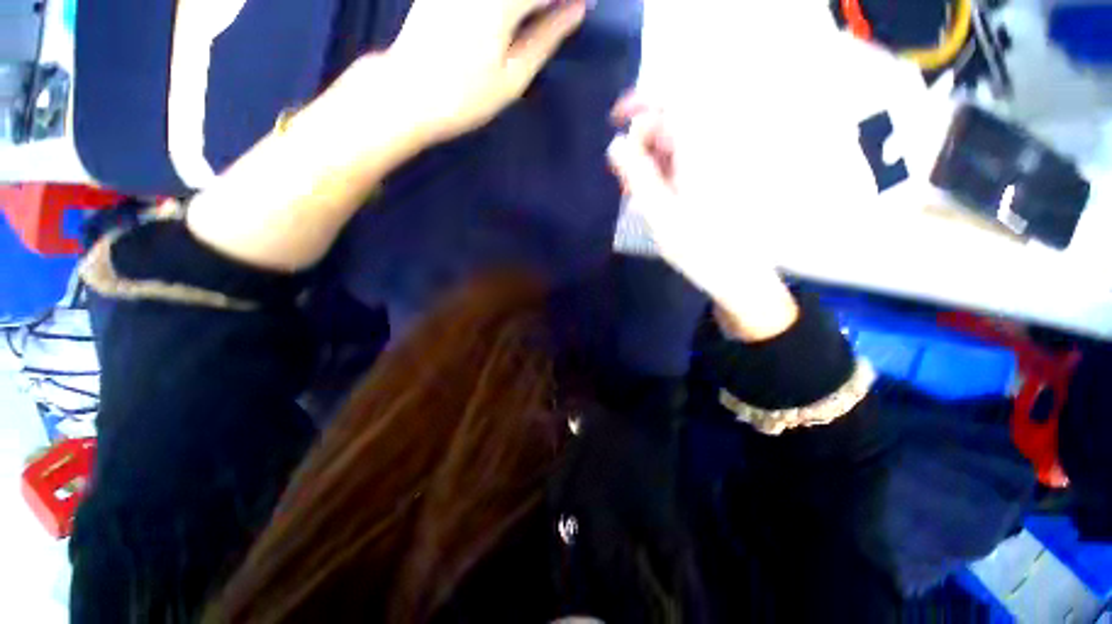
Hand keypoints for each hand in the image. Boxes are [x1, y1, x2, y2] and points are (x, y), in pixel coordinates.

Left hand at [382, 0, 586, 143]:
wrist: (409, 94)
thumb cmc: (466, 97)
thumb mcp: (513, 76)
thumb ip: (546, 38)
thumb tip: (576, 11)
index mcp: (501, 3)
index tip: (584, 5)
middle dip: (550, 0)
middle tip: (563, 12)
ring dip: (530, 2)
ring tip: (539, 17)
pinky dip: (510, 4)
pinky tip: (517, 13)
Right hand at [608, 94, 798, 341]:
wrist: (738, 275)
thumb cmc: (699, 248)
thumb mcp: (660, 214)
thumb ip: (637, 176)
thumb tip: (615, 144)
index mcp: (703, 150)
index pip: (673, 100)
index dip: (641, 101)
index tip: (615, 120)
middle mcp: (715, 145)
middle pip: (671, 120)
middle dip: (641, 141)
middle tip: (624, 178)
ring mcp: (718, 161)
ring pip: (675, 141)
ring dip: (650, 159)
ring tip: (637, 192)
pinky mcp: (717, 175)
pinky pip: (684, 158)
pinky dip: (663, 168)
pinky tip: (655, 194)